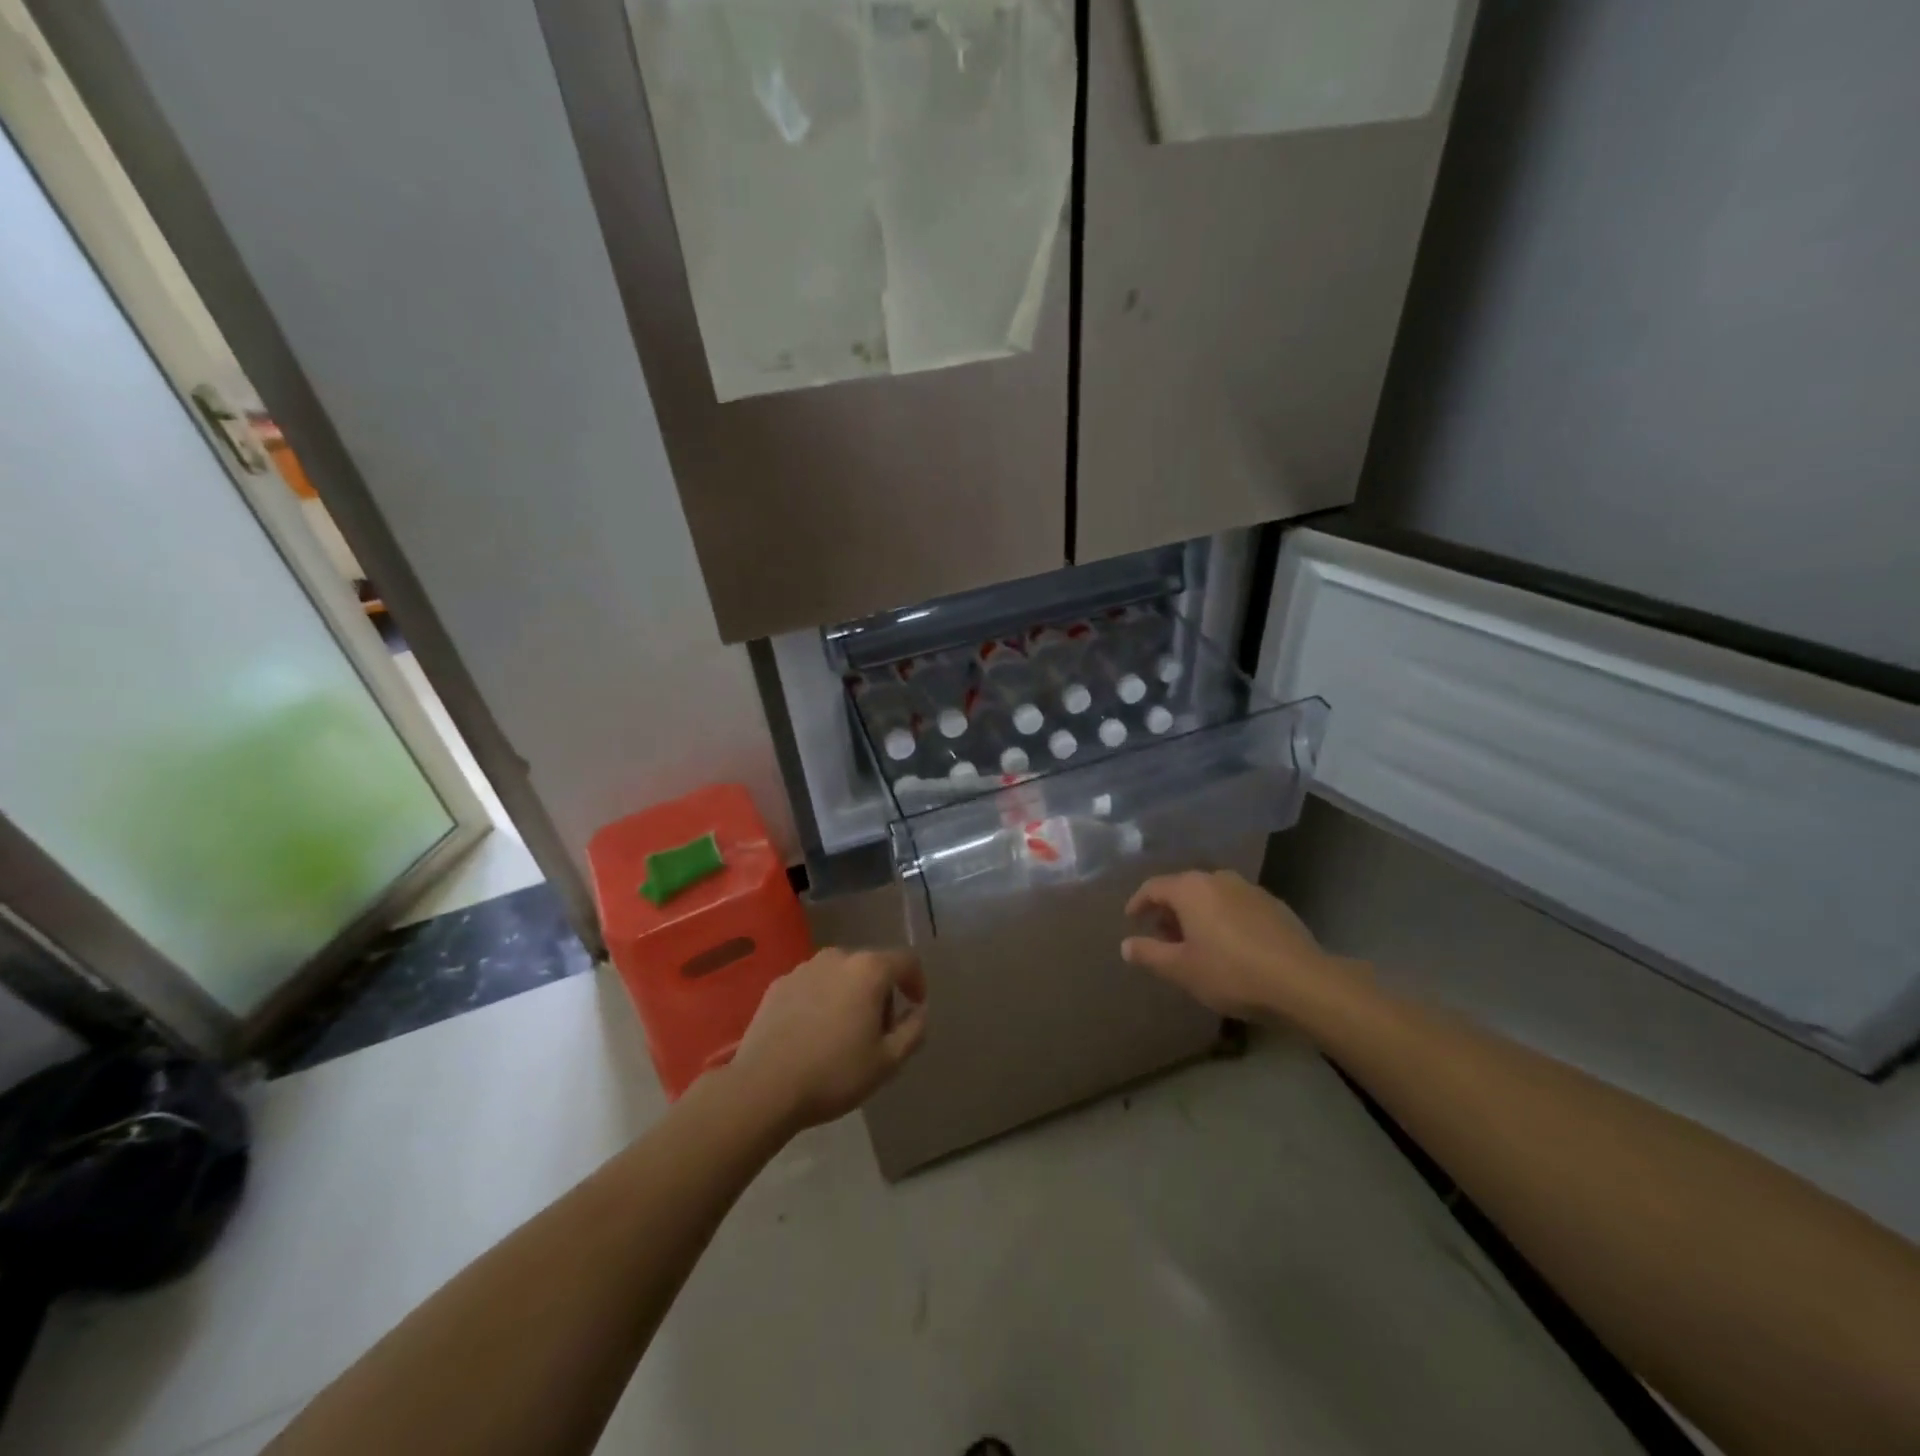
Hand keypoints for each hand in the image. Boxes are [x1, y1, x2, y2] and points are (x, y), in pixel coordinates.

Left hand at [729, 947, 927, 1131]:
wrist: (763, 1086)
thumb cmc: (834, 1073)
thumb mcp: (887, 1061)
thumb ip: (913, 1030)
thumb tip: (919, 1011)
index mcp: (869, 970)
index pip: (906, 961)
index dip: (917, 981)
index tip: (915, 1007)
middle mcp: (837, 957)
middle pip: (872, 966)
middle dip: (882, 993)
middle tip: (878, 1031)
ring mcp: (804, 968)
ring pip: (840, 974)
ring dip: (850, 994)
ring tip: (843, 1033)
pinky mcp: (778, 984)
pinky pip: (812, 985)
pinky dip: (821, 1000)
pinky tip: (813, 1033)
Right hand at [1122, 870, 1338, 1021]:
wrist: (1302, 982)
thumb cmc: (1231, 973)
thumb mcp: (1181, 969)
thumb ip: (1149, 954)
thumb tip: (1126, 945)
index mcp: (1191, 888)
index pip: (1153, 887)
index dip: (1138, 903)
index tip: (1131, 920)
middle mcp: (1218, 878)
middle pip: (1184, 888)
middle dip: (1169, 911)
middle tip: (1163, 937)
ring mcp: (1249, 889)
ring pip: (1212, 896)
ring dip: (1197, 914)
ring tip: (1195, 943)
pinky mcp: (1274, 905)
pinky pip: (1236, 906)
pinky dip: (1223, 919)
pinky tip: (1229, 946)